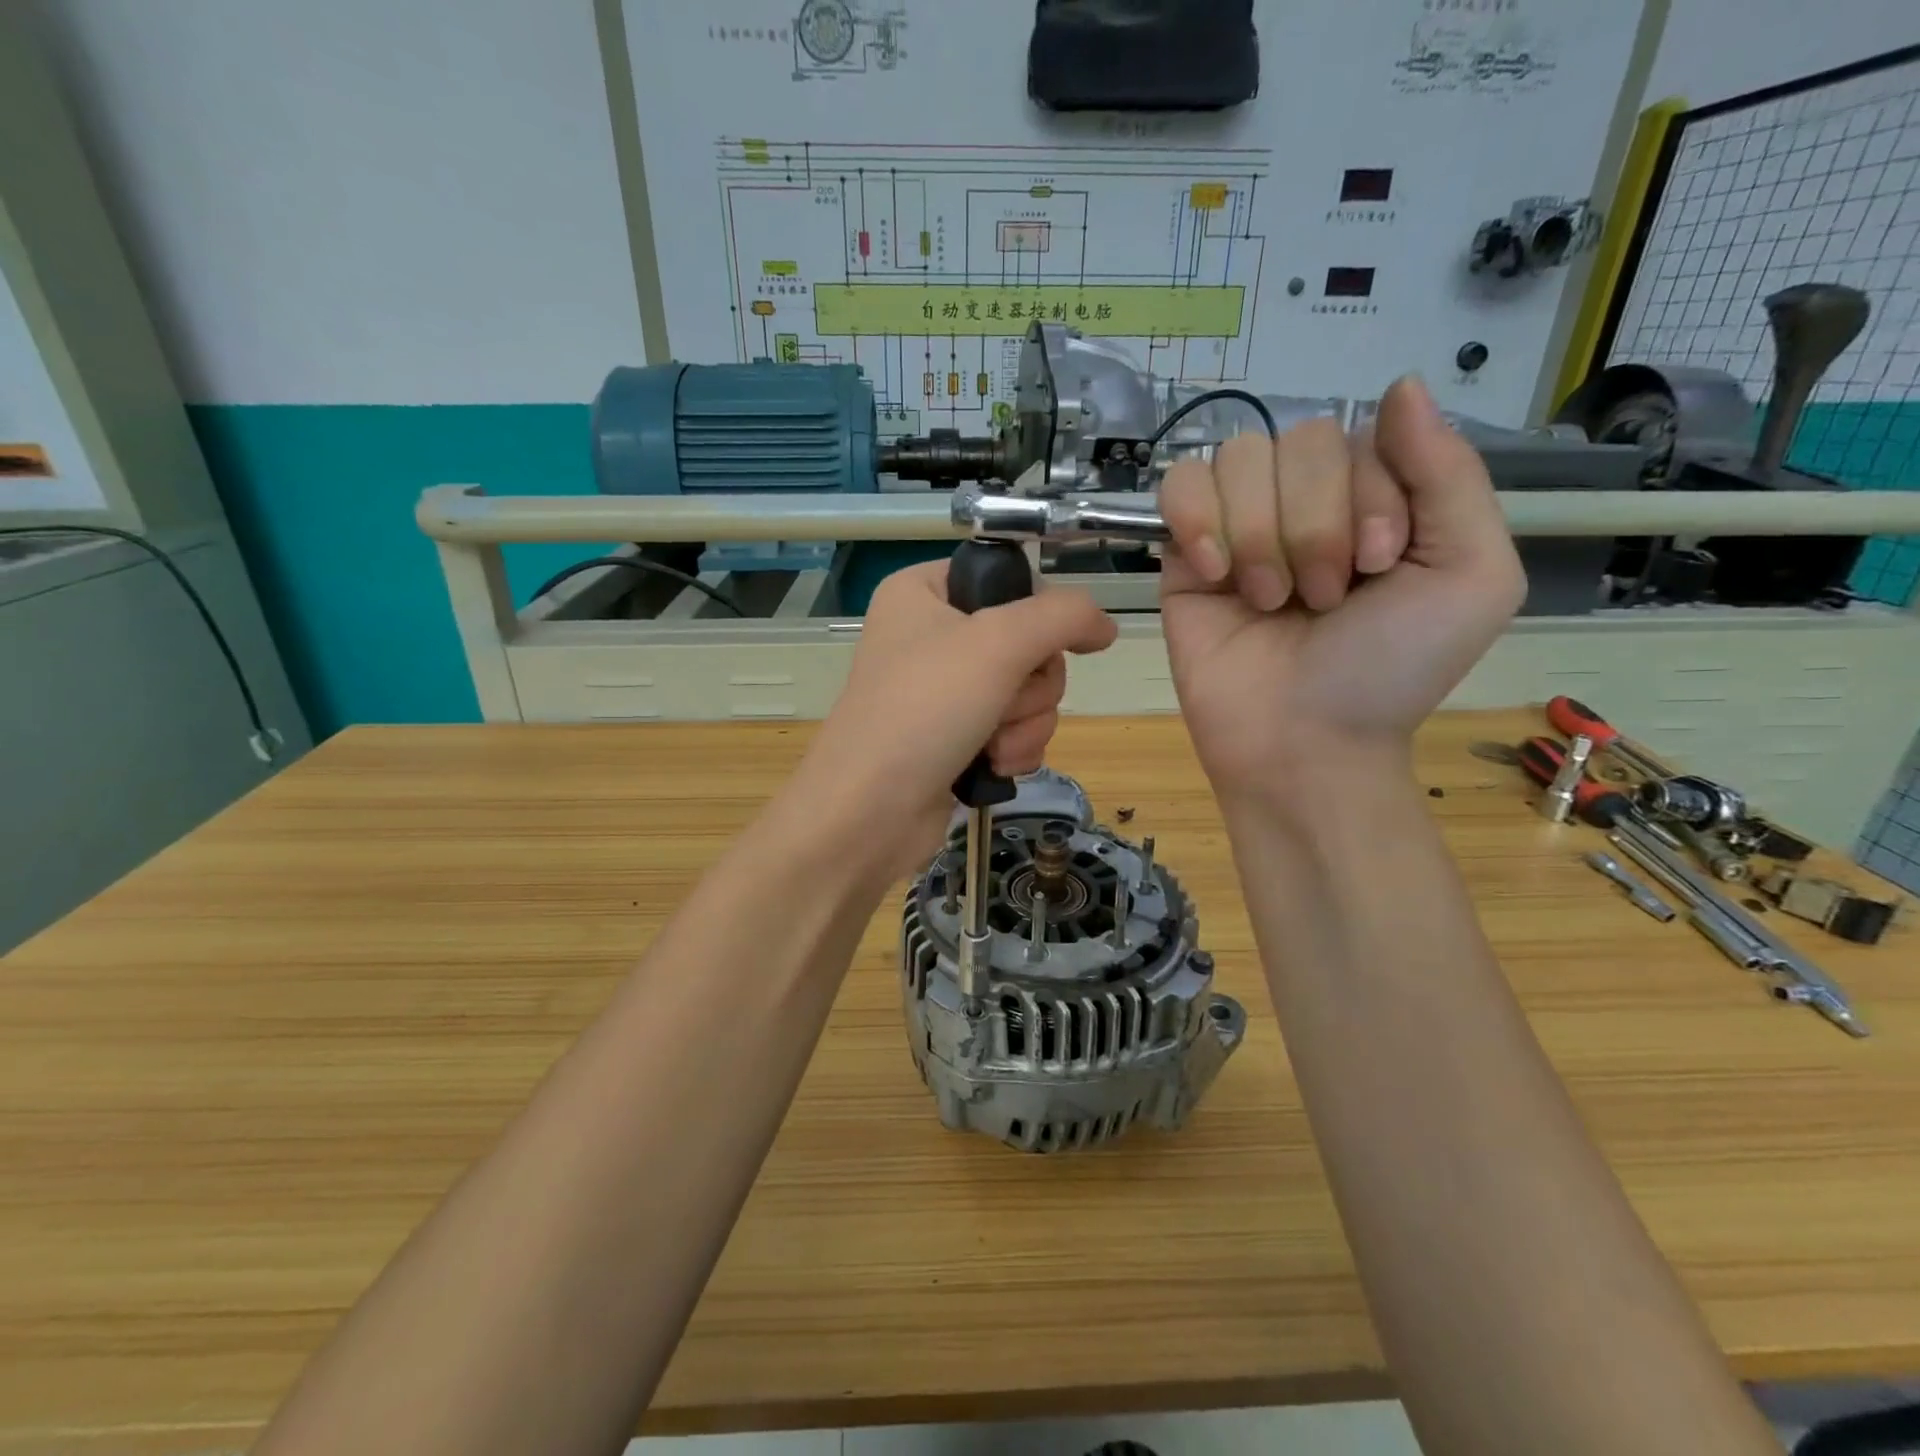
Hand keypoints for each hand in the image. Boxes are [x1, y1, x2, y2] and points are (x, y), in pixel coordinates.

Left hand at [792, 560, 1116, 878]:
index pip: (1008, 579)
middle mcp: (931, 635)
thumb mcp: (998, 643)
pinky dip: (1013, 748)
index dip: (1034, 614)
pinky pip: (1014, 728)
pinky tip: (993, 766)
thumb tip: (1106, 625)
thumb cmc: (924, 710)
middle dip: (1029, 686)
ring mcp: (943, 691)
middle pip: (1027, 643)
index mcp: (923, 593)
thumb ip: (1063, 617)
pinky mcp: (954, 738)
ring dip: (1025, 723)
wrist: (869, 812)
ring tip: (992, 745)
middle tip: (1000, 704)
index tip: (1034, 645)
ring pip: (1028, 692)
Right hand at [1159, 375, 1524, 799]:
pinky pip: (1180, 487)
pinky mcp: (1183, 555)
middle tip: (1322, 600)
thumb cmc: (1390, 670)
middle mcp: (1307, 503)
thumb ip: (1450, 474)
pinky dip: (1198, 521)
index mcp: (1378, 499)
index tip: (1376, 568)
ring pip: (1238, 460)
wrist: (1301, 742)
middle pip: (1298, 441)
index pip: (1362, 435)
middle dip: (1315, 526)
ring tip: (1270, 601)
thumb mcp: (1470, 574)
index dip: (1368, 495)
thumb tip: (1402, 384)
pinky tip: (1215, 574)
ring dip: (1261, 536)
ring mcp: (1240, 526)